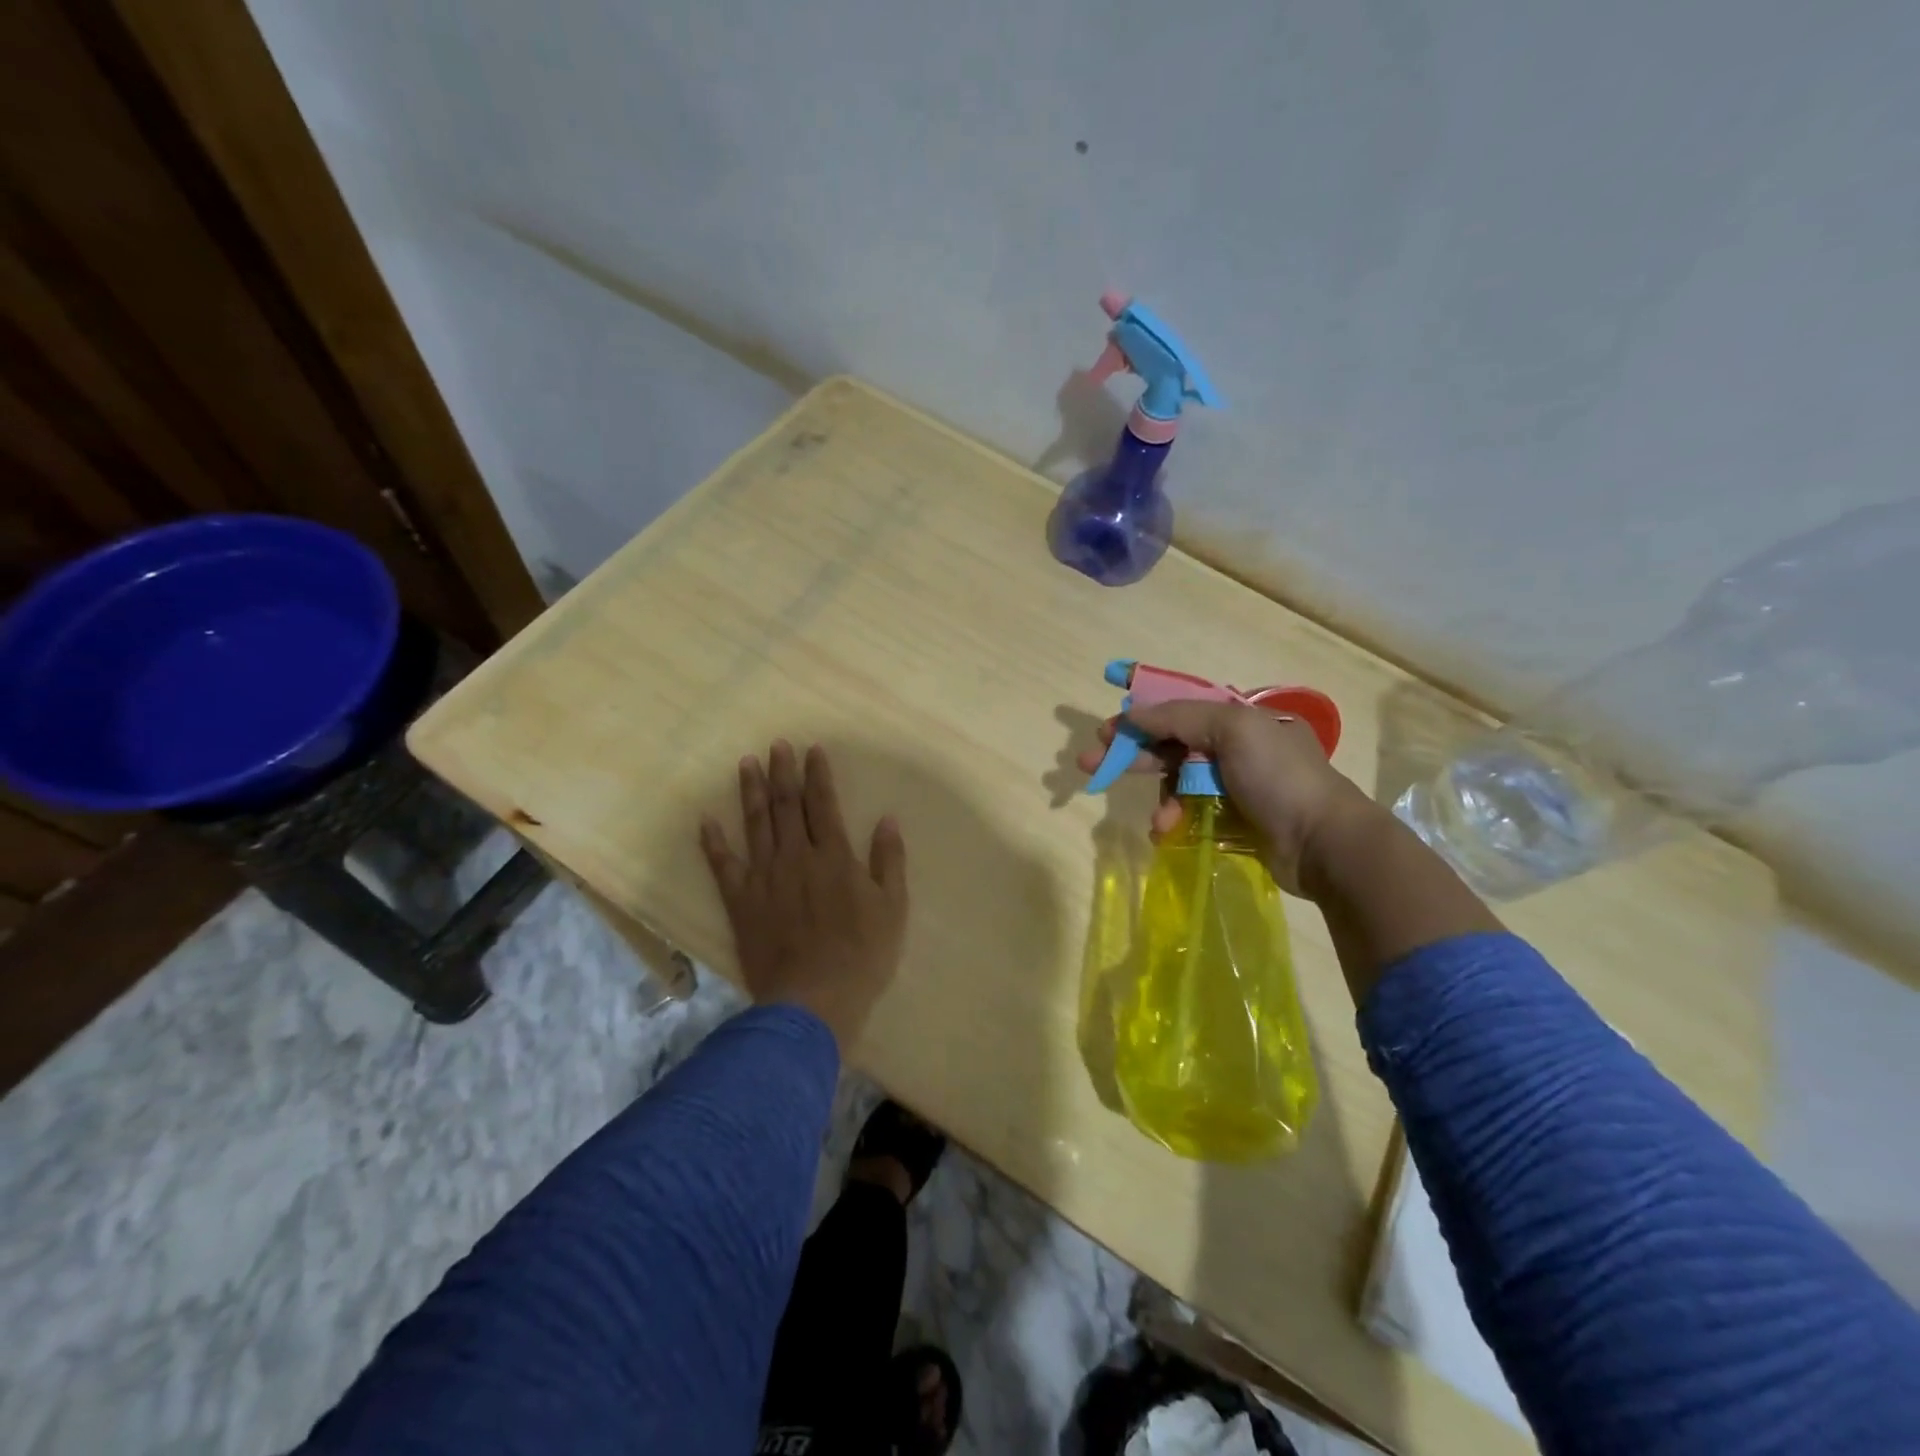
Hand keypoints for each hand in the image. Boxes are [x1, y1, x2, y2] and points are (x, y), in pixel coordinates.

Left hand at [700, 741, 908, 1050]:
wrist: (813, 999)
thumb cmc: (861, 955)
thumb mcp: (892, 908)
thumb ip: (889, 861)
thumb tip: (887, 820)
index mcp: (834, 857)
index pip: (824, 804)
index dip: (818, 774)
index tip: (812, 750)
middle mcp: (796, 857)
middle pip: (787, 806)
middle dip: (783, 772)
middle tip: (777, 745)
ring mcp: (765, 878)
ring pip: (756, 825)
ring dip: (752, 792)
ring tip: (747, 764)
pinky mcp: (741, 902)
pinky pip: (723, 866)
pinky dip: (713, 842)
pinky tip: (706, 820)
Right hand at [1077, 700, 1381, 895]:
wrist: (1325, 843)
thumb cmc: (1279, 777)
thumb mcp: (1233, 730)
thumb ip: (1179, 717)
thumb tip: (1133, 714)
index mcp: (1237, 719)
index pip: (1178, 708)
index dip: (1140, 715)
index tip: (1105, 727)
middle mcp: (1234, 748)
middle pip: (1170, 745)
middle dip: (1132, 754)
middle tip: (1090, 765)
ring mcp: (1233, 787)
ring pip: (1176, 784)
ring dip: (1161, 798)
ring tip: (1160, 820)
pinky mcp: (1232, 821)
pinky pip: (1189, 813)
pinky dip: (1175, 820)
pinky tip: (1167, 832)